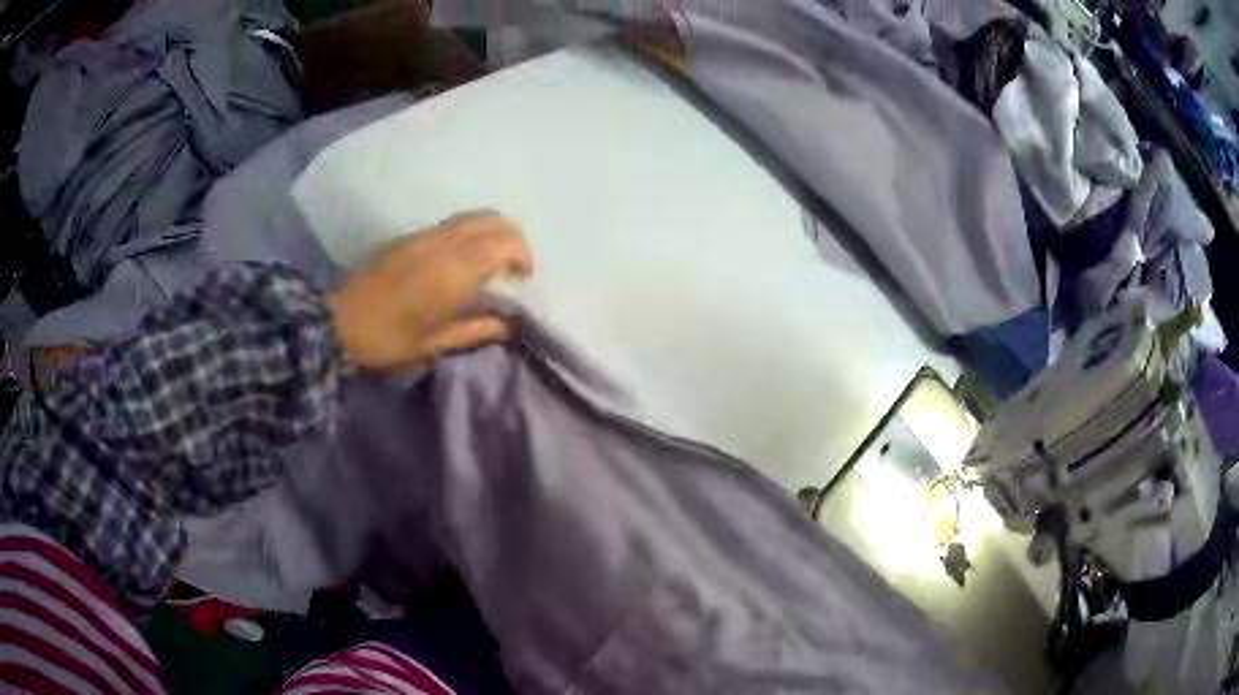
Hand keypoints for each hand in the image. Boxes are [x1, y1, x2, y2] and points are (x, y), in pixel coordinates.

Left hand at [327, 213, 533, 368]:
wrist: (338, 321)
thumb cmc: (388, 339)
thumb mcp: (435, 343)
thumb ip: (477, 329)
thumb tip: (510, 325)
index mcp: (455, 270)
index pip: (504, 243)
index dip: (523, 256)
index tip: (524, 279)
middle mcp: (444, 243)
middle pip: (493, 219)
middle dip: (512, 238)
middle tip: (513, 266)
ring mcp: (425, 235)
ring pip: (472, 216)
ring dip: (491, 232)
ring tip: (491, 262)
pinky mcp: (409, 236)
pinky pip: (452, 223)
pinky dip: (470, 232)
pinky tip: (462, 260)